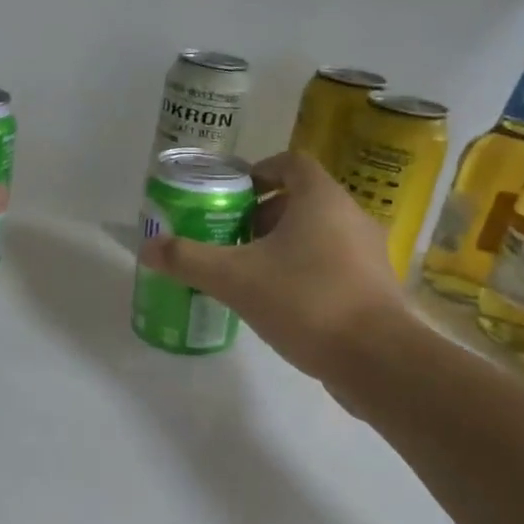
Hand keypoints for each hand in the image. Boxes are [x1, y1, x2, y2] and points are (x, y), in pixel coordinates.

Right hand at [137, 152, 415, 382]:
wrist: (377, 360)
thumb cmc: (305, 300)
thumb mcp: (234, 278)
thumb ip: (188, 260)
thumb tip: (146, 248)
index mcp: (321, 199)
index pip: (291, 163)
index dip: (259, 171)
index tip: (232, 194)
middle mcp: (351, 216)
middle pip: (302, 200)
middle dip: (263, 214)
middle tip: (231, 235)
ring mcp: (368, 253)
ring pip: (318, 234)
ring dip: (283, 244)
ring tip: (249, 270)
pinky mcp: (375, 287)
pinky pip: (333, 263)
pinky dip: (305, 270)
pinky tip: (280, 301)